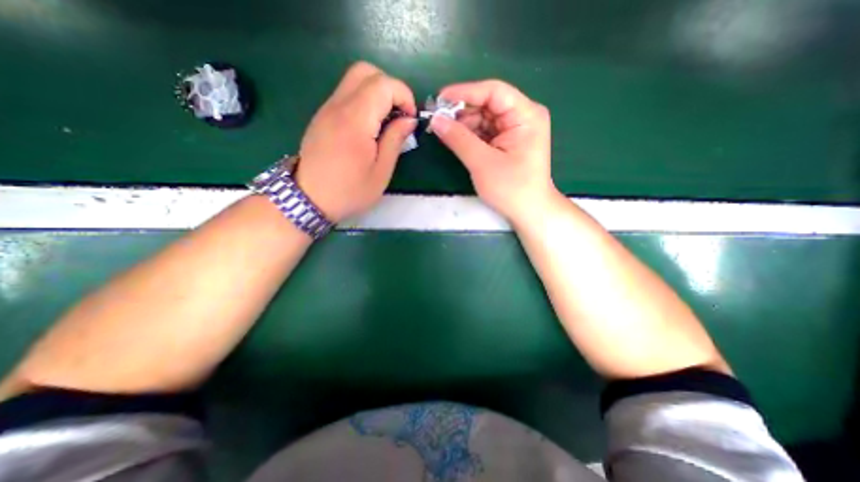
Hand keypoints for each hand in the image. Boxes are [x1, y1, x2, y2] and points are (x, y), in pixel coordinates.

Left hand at [297, 61, 416, 223]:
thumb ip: (395, 141)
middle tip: (399, 115)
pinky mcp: (322, 116)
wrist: (309, 199)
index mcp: (355, 121)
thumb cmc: (349, 191)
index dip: (404, 96)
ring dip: (377, 93)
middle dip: (390, 88)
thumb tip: (408, 120)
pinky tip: (369, 127)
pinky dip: (364, 101)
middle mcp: (338, 106)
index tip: (410, 119)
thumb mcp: (381, 172)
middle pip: (366, 71)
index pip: (383, 84)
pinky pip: (345, 94)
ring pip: (354, 80)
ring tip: (385, 122)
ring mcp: (326, 109)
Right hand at [431, 78, 557, 221]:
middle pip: (487, 103)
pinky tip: (455, 139)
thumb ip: (458, 139)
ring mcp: (515, 129)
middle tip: (437, 120)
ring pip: (483, 118)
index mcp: (525, 115)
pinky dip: (469, 135)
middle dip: (461, 111)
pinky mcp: (507, 141)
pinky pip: (485, 131)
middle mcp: (522, 116)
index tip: (439, 100)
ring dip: (463, 124)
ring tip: (442, 131)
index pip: (493, 91)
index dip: (464, 92)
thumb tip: (435, 119)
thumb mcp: (482, 163)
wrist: (528, 211)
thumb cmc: (511, 188)